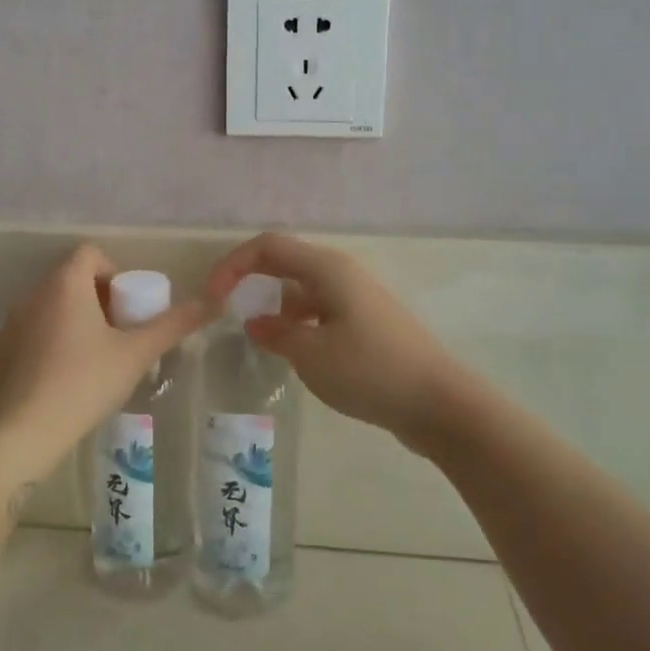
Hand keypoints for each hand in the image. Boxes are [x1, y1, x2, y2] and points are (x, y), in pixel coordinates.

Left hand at [0, 245, 208, 481]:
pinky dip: (34, 358)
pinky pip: (16, 348)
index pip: (89, 254)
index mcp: (64, 286)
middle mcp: (28, 298)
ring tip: (81, 369)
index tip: (125, 309)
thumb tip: (213, 301)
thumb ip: (173, 325)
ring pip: (40, 316)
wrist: (20, 436)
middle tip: (111, 341)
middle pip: (65, 284)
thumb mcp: (136, 354)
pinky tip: (47, 391)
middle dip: (91, 304)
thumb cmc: (84, 383)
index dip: (112, 273)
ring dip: (62, 330)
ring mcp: (1, 330)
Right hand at [207, 233, 462, 443]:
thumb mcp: (311, 354)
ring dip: (276, 308)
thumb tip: (256, 323)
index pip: (268, 247)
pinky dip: (299, 324)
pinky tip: (293, 354)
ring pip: (303, 290)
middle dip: (251, 282)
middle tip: (225, 311)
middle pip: (285, 263)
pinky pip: (321, 311)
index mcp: (327, 269)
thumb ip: (276, 334)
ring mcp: (358, 298)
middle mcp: (342, 274)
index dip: (233, 265)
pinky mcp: (367, 322)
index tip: (211, 298)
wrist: (439, 403)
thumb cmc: (370, 371)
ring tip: (259, 341)